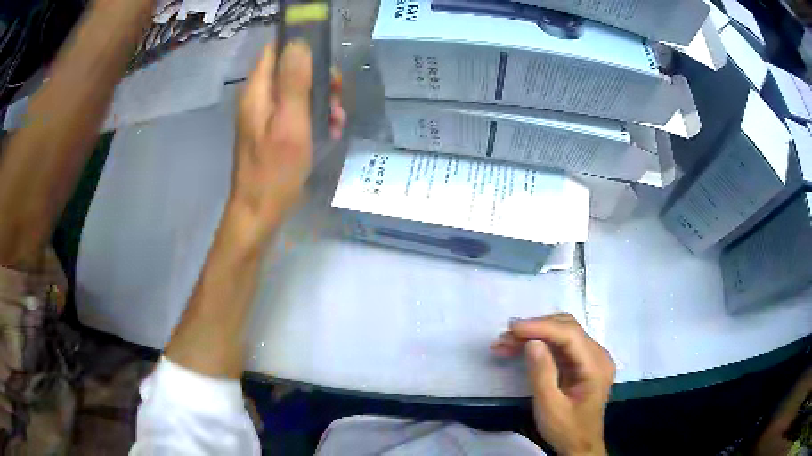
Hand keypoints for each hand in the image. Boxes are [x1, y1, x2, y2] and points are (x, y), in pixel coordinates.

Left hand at [229, 42, 345, 243]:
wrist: (259, 213)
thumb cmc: (275, 170)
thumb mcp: (290, 123)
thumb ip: (293, 81)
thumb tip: (299, 42)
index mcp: (258, 91)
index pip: (276, 50)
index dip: (302, 48)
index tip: (326, 62)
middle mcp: (259, 98)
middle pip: (291, 69)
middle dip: (319, 79)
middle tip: (337, 98)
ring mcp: (265, 115)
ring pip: (297, 91)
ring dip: (321, 100)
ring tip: (337, 121)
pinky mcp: (272, 131)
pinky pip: (296, 111)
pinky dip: (314, 117)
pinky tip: (330, 132)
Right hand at [491, 314, 614, 455]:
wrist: (579, 446)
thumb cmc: (566, 430)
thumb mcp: (550, 407)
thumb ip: (542, 374)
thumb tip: (532, 342)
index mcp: (596, 366)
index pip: (570, 335)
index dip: (541, 327)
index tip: (512, 328)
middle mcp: (598, 355)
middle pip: (567, 328)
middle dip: (535, 329)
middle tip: (505, 338)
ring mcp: (591, 357)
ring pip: (562, 333)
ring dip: (534, 335)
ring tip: (505, 342)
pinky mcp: (581, 363)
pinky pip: (560, 345)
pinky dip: (539, 344)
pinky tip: (519, 348)